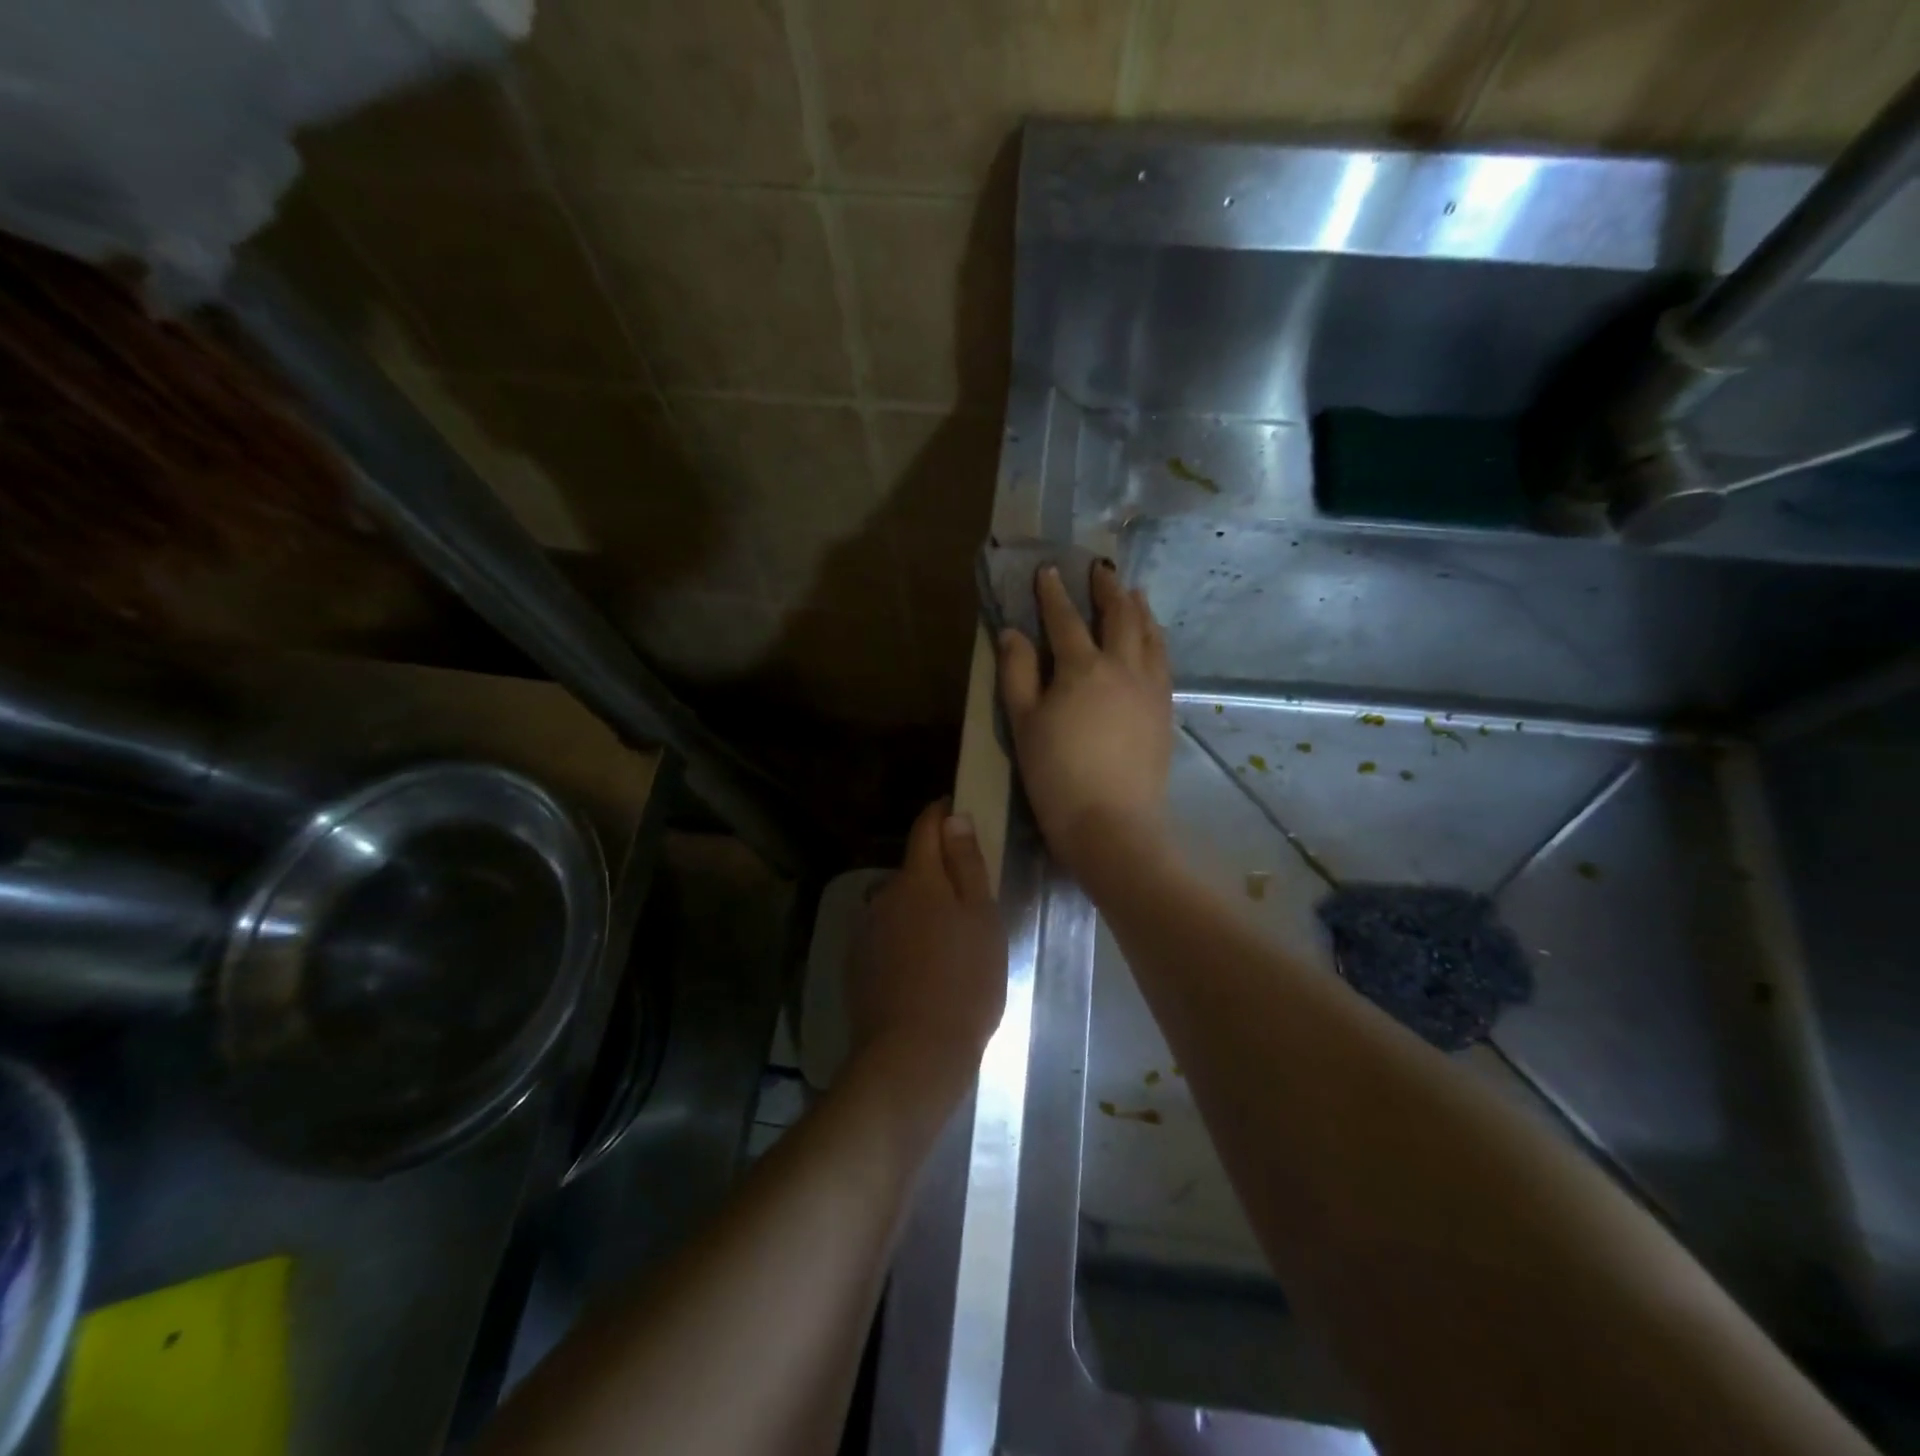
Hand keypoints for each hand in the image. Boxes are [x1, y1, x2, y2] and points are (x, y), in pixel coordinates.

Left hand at [849, 800, 1007, 1094]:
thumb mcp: (982, 919)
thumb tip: (954, 819)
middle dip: (936, 870)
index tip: (956, 810)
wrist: (913, 1054)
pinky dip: (905, 937)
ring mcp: (867, 930)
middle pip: (913, 868)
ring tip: (949, 938)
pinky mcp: (858, 963)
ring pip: (899, 904)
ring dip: (920, 907)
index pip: (926, 828)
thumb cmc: (964, 982)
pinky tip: (923, 966)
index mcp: (918, 879)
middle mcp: (885, 895)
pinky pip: (887, 934)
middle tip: (968, 894)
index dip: (941, 814)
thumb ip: (967, 865)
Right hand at [999, 562, 1172, 878]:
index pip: (1065, 619)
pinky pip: (1164, 661)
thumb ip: (1017, 673)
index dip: (1054, 593)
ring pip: (1150, 635)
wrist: (1112, 825)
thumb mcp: (1023, 724)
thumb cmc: (1056, 776)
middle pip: (1119, 616)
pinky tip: (1153, 641)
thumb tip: (1013, 632)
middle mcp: (1123, 667)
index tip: (1049, 570)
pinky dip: (1156, 640)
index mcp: (1082, 667)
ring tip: (1134, 593)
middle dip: (1108, 588)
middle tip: (1102, 568)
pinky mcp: (1166, 712)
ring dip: (1139, 609)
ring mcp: (1151, 689)